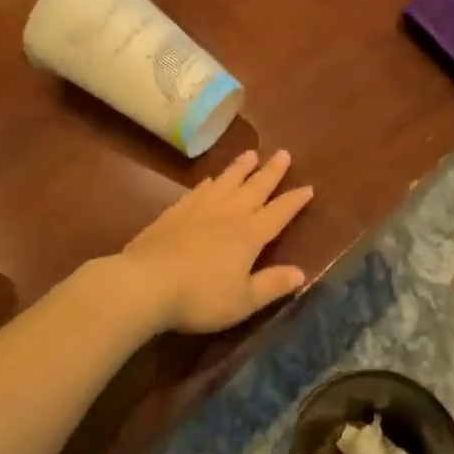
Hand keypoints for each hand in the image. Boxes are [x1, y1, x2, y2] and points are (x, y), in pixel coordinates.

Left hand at [117, 149, 314, 334]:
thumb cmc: (200, 297)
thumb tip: (301, 273)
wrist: (145, 284)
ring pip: (225, 183)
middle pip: (254, 188)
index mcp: (249, 235)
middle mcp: (227, 215)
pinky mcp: (173, 214)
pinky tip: (210, 180)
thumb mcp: (243, 300)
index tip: (308, 187)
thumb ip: (272, 285)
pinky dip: (209, 184)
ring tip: (251, 154)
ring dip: (240, 169)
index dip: (294, 201)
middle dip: (271, 172)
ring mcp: (198, 210)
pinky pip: (197, 192)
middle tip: (283, 153)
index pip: (278, 213)